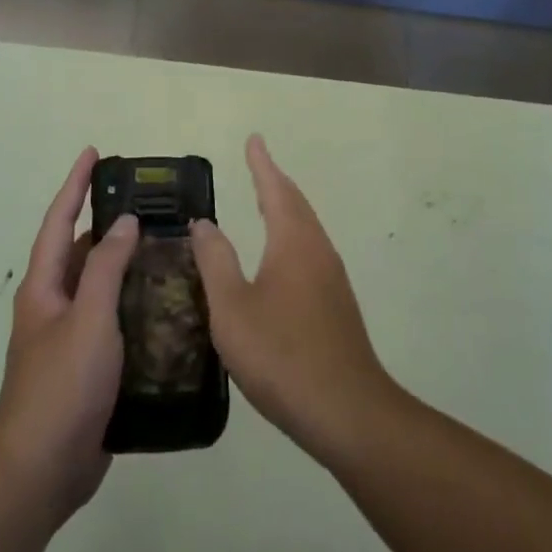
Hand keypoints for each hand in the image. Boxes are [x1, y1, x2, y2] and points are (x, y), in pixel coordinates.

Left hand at [0, 148, 138, 524]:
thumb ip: (106, 268)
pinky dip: (135, 302)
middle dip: (108, 223)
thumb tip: (125, 223)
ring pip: (100, 286)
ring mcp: (70, 337)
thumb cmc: (61, 386)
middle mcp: (54, 304)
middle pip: (80, 251)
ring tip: (167, 246)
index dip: (75, 185)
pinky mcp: (89, 366)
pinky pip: (113, 319)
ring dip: (126, 264)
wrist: (41, 471)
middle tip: (149, 204)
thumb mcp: (88, 319)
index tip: (94, 153)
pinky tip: (166, 304)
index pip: (59, 220)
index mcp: (44, 287)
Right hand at [192, 136, 396, 463]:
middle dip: (275, 181)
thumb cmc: (282, 355)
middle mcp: (318, 251)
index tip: (254, 139)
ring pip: (306, 229)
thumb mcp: (232, 308)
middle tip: (257, 163)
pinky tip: (280, 259)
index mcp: (293, 243)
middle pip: (296, 204)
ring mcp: (332, 279)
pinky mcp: (336, 305)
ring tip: (266, 201)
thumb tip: (205, 223)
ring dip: (286, 208)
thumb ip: (216, 262)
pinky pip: (310, 252)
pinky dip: (291, 236)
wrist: (346, 412)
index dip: (262, 165)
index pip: (276, 190)